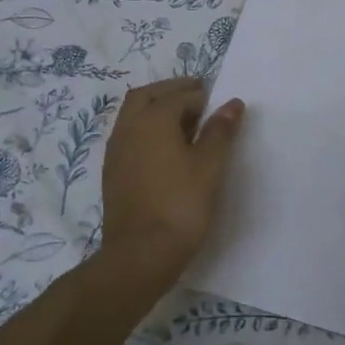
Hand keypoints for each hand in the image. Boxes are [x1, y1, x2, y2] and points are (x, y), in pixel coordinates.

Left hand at [100, 76, 245, 289]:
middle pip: (147, 95)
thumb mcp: (210, 166)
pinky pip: (128, 135)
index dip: (201, 96)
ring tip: (184, 122)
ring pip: (133, 114)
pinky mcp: (112, 172)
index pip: (179, 95)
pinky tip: (165, 148)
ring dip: (156, 108)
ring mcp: (116, 150)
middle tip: (197, 97)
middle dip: (172, 90)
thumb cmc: (181, 205)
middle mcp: (129, 127)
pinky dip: (146, 129)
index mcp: (153, 119)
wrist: (141, 254)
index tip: (219, 103)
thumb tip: (231, 103)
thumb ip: (220, 131)